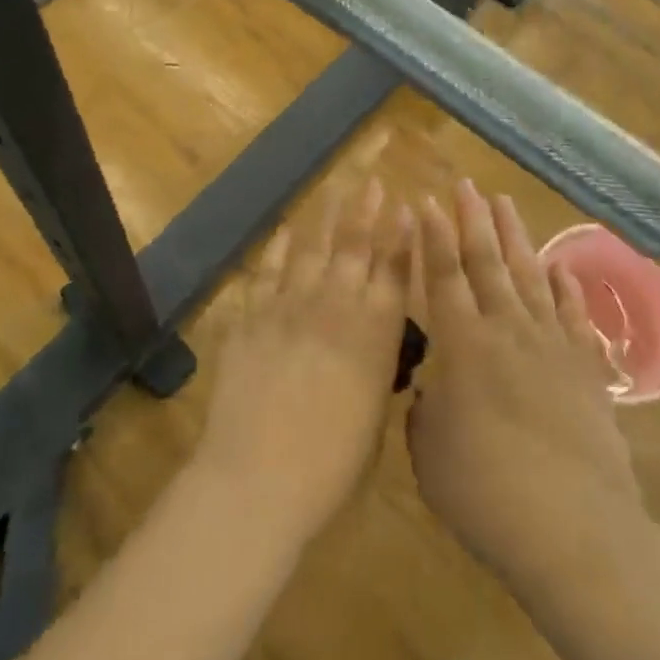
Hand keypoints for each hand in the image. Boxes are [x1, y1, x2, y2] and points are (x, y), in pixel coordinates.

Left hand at [195, 179, 413, 539]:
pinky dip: (278, 249)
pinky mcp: (252, 317)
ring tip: (336, 190)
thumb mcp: (374, 416)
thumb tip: (375, 343)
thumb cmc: (331, 466)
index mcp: (374, 333)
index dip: (402, 237)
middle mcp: (336, 306)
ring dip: (326, 217)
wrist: (257, 477)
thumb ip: (376, 369)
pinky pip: (267, 272)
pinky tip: (287, 231)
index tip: (407, 207)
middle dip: (367, 211)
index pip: (394, 271)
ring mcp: (290, 305)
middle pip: (355, 246)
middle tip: (373, 183)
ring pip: (312, 248)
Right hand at [407, 181, 644, 593]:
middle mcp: (506, 330)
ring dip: (514, 236)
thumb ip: (425, 411)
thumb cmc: (486, 493)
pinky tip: (559, 265)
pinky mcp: (585, 366)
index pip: (443, 276)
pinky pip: (573, 313)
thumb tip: (433, 389)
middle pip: (486, 261)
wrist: (574, 528)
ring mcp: (550, 344)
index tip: (427, 200)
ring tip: (504, 202)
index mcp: (462, 346)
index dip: (433, 237)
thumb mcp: (430, 455)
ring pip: (528, 275)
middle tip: (465, 184)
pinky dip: (565, 285)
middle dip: (473, 219)